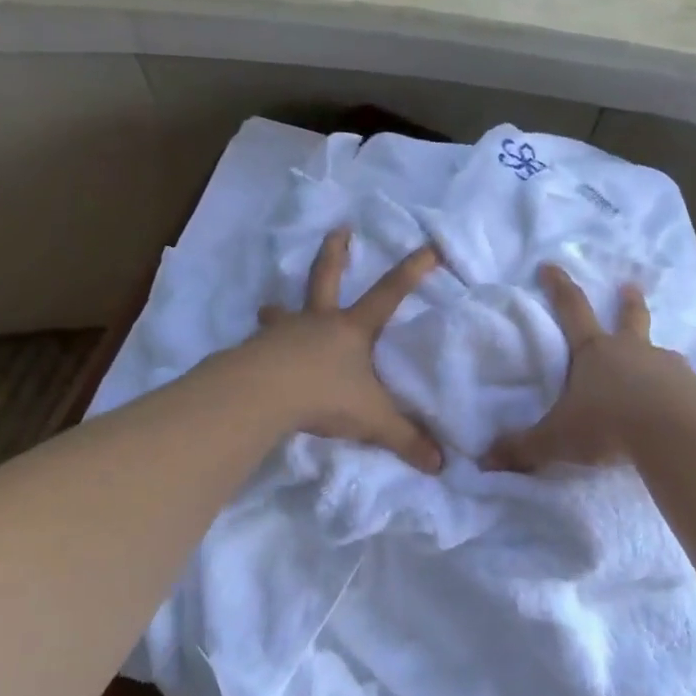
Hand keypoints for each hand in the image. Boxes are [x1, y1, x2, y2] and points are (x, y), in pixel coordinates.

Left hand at [251, 227, 443, 471]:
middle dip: (336, 253)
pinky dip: (260, 347)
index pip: (390, 294)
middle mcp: (318, 322)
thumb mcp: (373, 419)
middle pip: (327, 277)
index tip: (428, 247)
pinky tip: (254, 357)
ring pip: (283, 312)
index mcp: (352, 330)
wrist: (263, 395)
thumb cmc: (325, 396)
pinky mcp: (255, 350)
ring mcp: (283, 333)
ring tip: (269, 307)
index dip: (412, 271)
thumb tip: (441, 465)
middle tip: (339, 230)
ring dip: (279, 309)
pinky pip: (260, 344)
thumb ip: (405, 439)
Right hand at [481, 263, 695, 472]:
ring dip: (656, 354)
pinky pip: (684, 386)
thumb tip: (484, 460)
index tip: (551, 265)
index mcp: (594, 352)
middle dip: (627, 302)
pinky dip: (679, 391)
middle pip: (629, 318)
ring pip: (660, 353)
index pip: (571, 310)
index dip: (558, 287)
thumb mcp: (557, 439)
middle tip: (630, 287)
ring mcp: (667, 367)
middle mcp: (632, 351)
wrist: (676, 433)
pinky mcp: (695, 390)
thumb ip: (523, 448)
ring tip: (659, 361)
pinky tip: (680, 406)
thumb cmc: (608, 424)